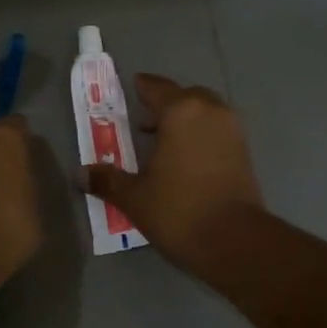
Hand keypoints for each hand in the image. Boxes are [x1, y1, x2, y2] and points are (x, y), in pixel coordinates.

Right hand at [80, 74, 262, 268]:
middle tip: (143, 125)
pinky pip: (217, 131)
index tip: (129, 90)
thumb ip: (107, 180)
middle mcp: (210, 111)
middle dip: (164, 106)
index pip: (156, 87)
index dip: (140, 87)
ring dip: (185, 121)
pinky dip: (201, 136)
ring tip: (163, 146)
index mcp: (181, 112)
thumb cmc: (179, 210)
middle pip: (184, 96)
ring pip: (204, 112)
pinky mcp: (245, 151)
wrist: (235, 240)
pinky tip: (185, 161)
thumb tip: (81, 174)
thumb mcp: (135, 197)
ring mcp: (232, 130)